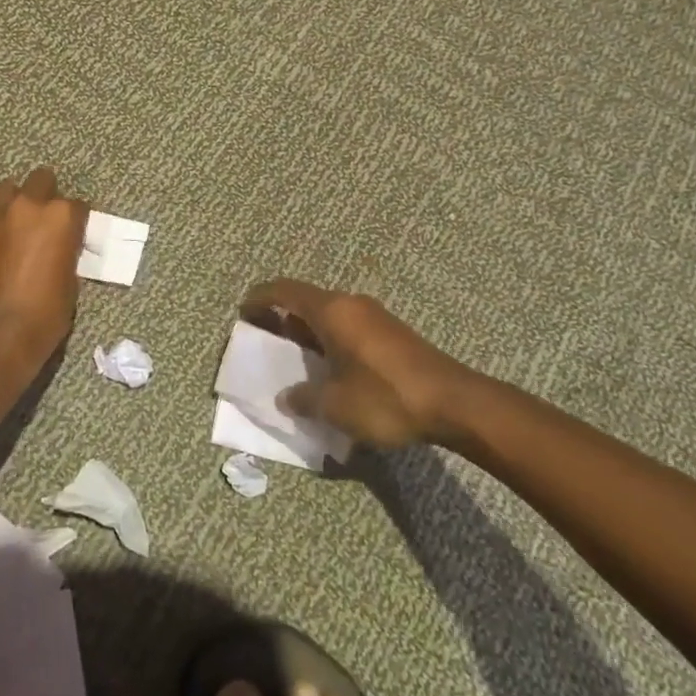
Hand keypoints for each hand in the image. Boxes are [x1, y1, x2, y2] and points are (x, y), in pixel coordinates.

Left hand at [0, 167, 87, 378]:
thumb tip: (59, 249)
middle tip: (48, 220)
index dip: (78, 220)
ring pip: (7, 189)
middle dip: (47, 194)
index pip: (77, 205)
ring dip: (17, 201)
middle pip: (41, 180)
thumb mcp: (69, 285)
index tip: (76, 233)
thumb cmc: (42, 318)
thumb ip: (65, 254)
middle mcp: (27, 208)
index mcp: (60, 218)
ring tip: (20, 223)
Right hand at [240, 279, 476, 447]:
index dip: (260, 298)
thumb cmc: (385, 397)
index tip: (243, 310)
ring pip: (329, 315)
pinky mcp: (390, 334)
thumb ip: (304, 398)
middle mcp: (351, 305)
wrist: (453, 402)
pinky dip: (328, 339)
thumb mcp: (335, 405)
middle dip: (282, 316)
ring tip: (293, 356)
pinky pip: (347, 327)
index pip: (285, 291)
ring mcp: (374, 317)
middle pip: (306, 301)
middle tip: (264, 336)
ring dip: (307, 330)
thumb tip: (287, 397)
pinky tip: (329, 367)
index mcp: (332, 311)